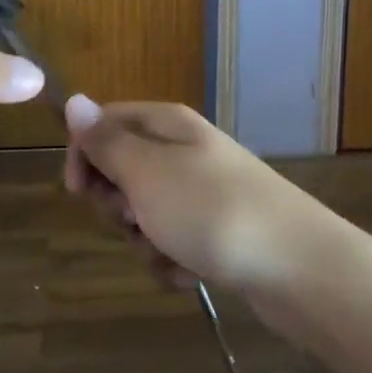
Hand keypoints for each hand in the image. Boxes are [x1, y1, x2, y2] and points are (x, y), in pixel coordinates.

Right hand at [61, 97, 324, 291]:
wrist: (296, 266)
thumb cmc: (211, 211)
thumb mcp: (146, 173)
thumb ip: (106, 141)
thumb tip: (75, 99)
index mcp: (167, 125)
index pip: (105, 122)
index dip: (84, 155)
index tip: (79, 193)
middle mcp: (185, 151)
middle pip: (123, 171)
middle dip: (118, 205)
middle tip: (137, 218)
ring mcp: (204, 192)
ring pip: (146, 214)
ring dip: (146, 241)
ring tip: (171, 252)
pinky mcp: (218, 230)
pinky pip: (174, 242)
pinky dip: (174, 261)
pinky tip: (191, 273)